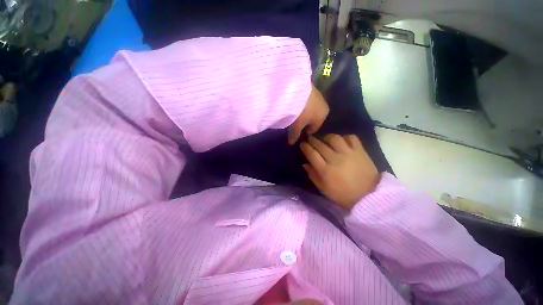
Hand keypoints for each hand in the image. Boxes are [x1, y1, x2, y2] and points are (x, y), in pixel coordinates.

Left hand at [288, 85, 328, 144]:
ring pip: (310, 107)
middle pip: (313, 117)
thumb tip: (291, 143)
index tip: (299, 134)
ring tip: (294, 114)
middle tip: (295, 124)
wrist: (296, 91)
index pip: (315, 128)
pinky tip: (294, 104)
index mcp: (323, 116)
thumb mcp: (296, 126)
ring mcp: (317, 94)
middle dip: (305, 121)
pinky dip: (301, 103)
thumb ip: (294, 135)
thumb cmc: (300, 114)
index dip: (307, 132)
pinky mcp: (310, 87)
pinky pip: (306, 99)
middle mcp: (323, 105)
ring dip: (303, 111)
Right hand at [301, 134, 378, 210]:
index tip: (302, 144)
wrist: (368, 196)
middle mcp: (336, 159)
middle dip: (312, 140)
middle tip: (310, 139)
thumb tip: (304, 164)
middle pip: (320, 145)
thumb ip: (312, 175)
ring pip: (334, 138)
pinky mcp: (360, 151)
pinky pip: (351, 138)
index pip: (312, 154)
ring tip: (325, 139)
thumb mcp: (324, 188)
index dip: (305, 147)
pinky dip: (345, 137)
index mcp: (326, 170)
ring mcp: (349, 154)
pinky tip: (341, 141)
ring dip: (327, 137)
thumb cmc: (342, 194)